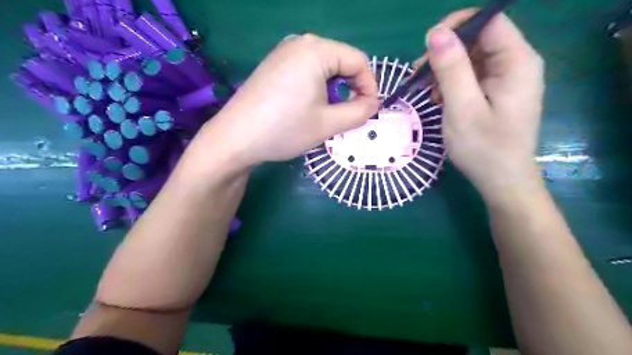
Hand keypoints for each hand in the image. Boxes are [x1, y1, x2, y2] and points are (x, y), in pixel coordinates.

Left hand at [203, 32, 376, 167]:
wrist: (235, 138)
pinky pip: (307, 70)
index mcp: (316, 50)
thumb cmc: (285, 129)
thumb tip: (374, 103)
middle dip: (351, 88)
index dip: (369, 86)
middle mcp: (300, 43)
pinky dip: (317, 87)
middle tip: (348, 115)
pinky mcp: (274, 65)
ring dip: (334, 90)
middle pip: (341, 61)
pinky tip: (308, 107)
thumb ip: (359, 112)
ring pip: (324, 67)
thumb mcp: (328, 124)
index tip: (369, 110)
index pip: (358, 61)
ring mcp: (284, 53)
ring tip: (328, 114)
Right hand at [419, 10, 544, 202]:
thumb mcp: (462, 107)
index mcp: (516, 61)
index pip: (488, 22)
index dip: (457, 26)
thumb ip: (451, 68)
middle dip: (445, 52)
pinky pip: (471, 76)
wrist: (501, 181)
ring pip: (471, 58)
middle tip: (419, 74)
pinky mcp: (496, 93)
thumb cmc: (484, 148)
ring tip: (426, 91)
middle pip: (477, 39)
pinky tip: (439, 99)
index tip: (427, 46)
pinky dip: (451, 83)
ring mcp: (506, 79)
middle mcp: (515, 64)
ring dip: (444, 70)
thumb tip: (436, 32)